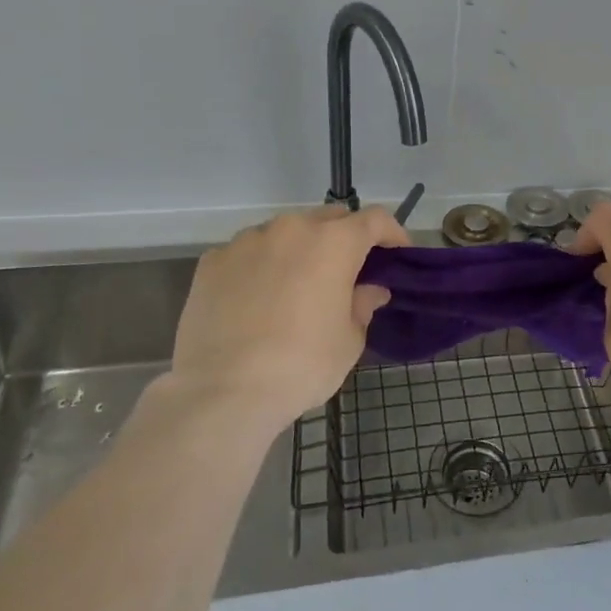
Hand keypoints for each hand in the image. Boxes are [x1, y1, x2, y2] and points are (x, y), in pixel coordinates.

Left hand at [170, 205, 409, 434]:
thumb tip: (369, 290)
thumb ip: (362, 305)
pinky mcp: (213, 260)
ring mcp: (248, 240)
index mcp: (334, 242)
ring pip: (285, 233)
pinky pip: (248, 253)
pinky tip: (257, 299)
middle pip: (329, 218)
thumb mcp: (349, 340)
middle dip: (344, 238)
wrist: (224, 391)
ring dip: (299, 250)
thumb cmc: (302, 365)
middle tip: (347, 272)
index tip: (396, 253)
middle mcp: (292, 228)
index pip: (374, 219)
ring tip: (296, 286)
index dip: (391, 233)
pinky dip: (261, 266)